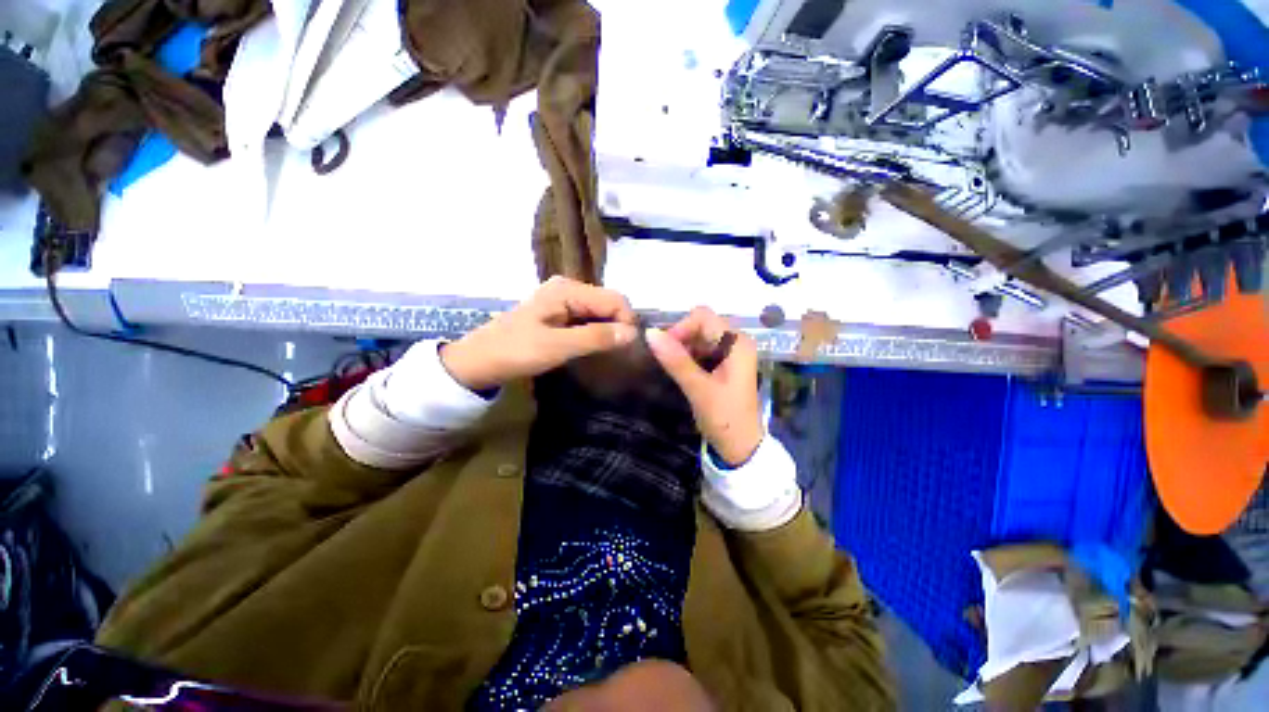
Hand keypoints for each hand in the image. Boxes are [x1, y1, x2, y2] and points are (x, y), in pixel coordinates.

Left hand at [440, 276, 639, 390]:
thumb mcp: (557, 346)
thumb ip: (595, 337)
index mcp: (568, 289)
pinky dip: (597, 333)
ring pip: (600, 313)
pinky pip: (588, 320)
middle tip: (623, 354)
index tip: (630, 349)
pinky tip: (597, 348)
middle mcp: (568, 289)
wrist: (478, 362)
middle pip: (608, 303)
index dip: (627, 321)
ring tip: (613, 353)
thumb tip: (632, 333)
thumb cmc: (515, 351)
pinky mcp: (559, 315)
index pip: (614, 299)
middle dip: (619, 326)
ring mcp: (563, 301)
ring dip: (609, 331)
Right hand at [646, 307, 762, 465]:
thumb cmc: (724, 418)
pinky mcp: (725, 364)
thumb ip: (675, 360)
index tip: (663, 349)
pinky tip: (681, 371)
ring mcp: (731, 353)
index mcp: (737, 343)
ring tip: (672, 368)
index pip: (702, 317)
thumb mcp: (698, 389)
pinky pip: (702, 350)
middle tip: (665, 360)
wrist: (741, 447)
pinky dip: (688, 356)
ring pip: (700, 337)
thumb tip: (650, 333)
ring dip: (683, 348)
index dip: (680, 328)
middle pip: (701, 325)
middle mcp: (737, 341)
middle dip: (680, 338)